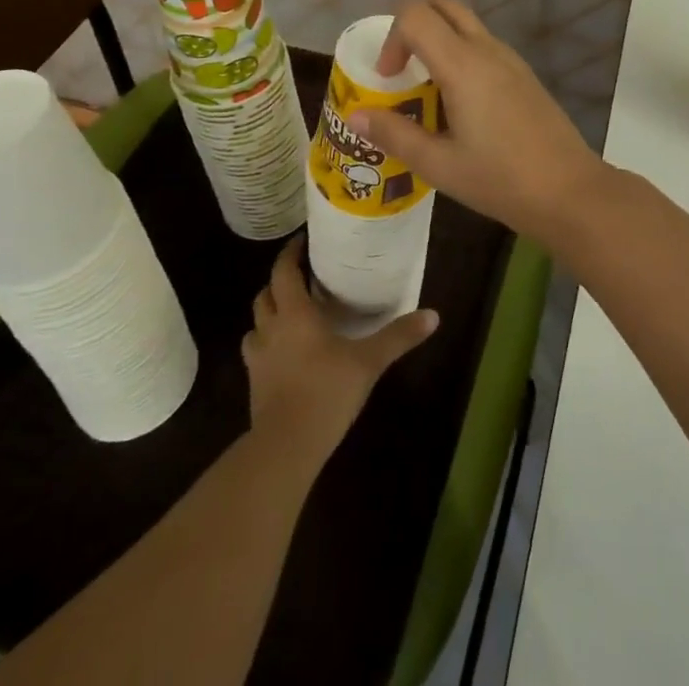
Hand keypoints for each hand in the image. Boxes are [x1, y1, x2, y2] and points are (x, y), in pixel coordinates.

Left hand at [242, 236, 437, 466]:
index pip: (283, 272)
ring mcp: (258, 359)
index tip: (301, 241)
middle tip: (301, 277)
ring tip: (291, 313)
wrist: (285, 448)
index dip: (289, 253)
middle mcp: (271, 329)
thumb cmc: (326, 392)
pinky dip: (267, 344)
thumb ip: (399, 336)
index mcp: (295, 314)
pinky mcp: (254, 385)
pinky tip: (286, 354)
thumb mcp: (369, 361)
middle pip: (265, 295)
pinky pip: (256, 352)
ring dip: (269, 314)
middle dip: (279, 282)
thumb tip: (434, 315)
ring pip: (255, 324)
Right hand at [348, 0, 611, 241]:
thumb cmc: (500, 179)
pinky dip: (460, 56)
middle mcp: (487, 49)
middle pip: (442, 5)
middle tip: (402, 70)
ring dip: (437, 41)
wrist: (569, 190)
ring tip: (427, 92)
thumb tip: (356, 116)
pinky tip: (460, 105)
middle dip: (412, 26)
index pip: (416, 14)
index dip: (392, 38)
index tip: (389, 79)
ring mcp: (510, 59)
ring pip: (465, 24)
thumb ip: (394, 134)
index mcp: (462, 64)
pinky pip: (483, 46)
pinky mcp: (524, 74)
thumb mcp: (438, 164)